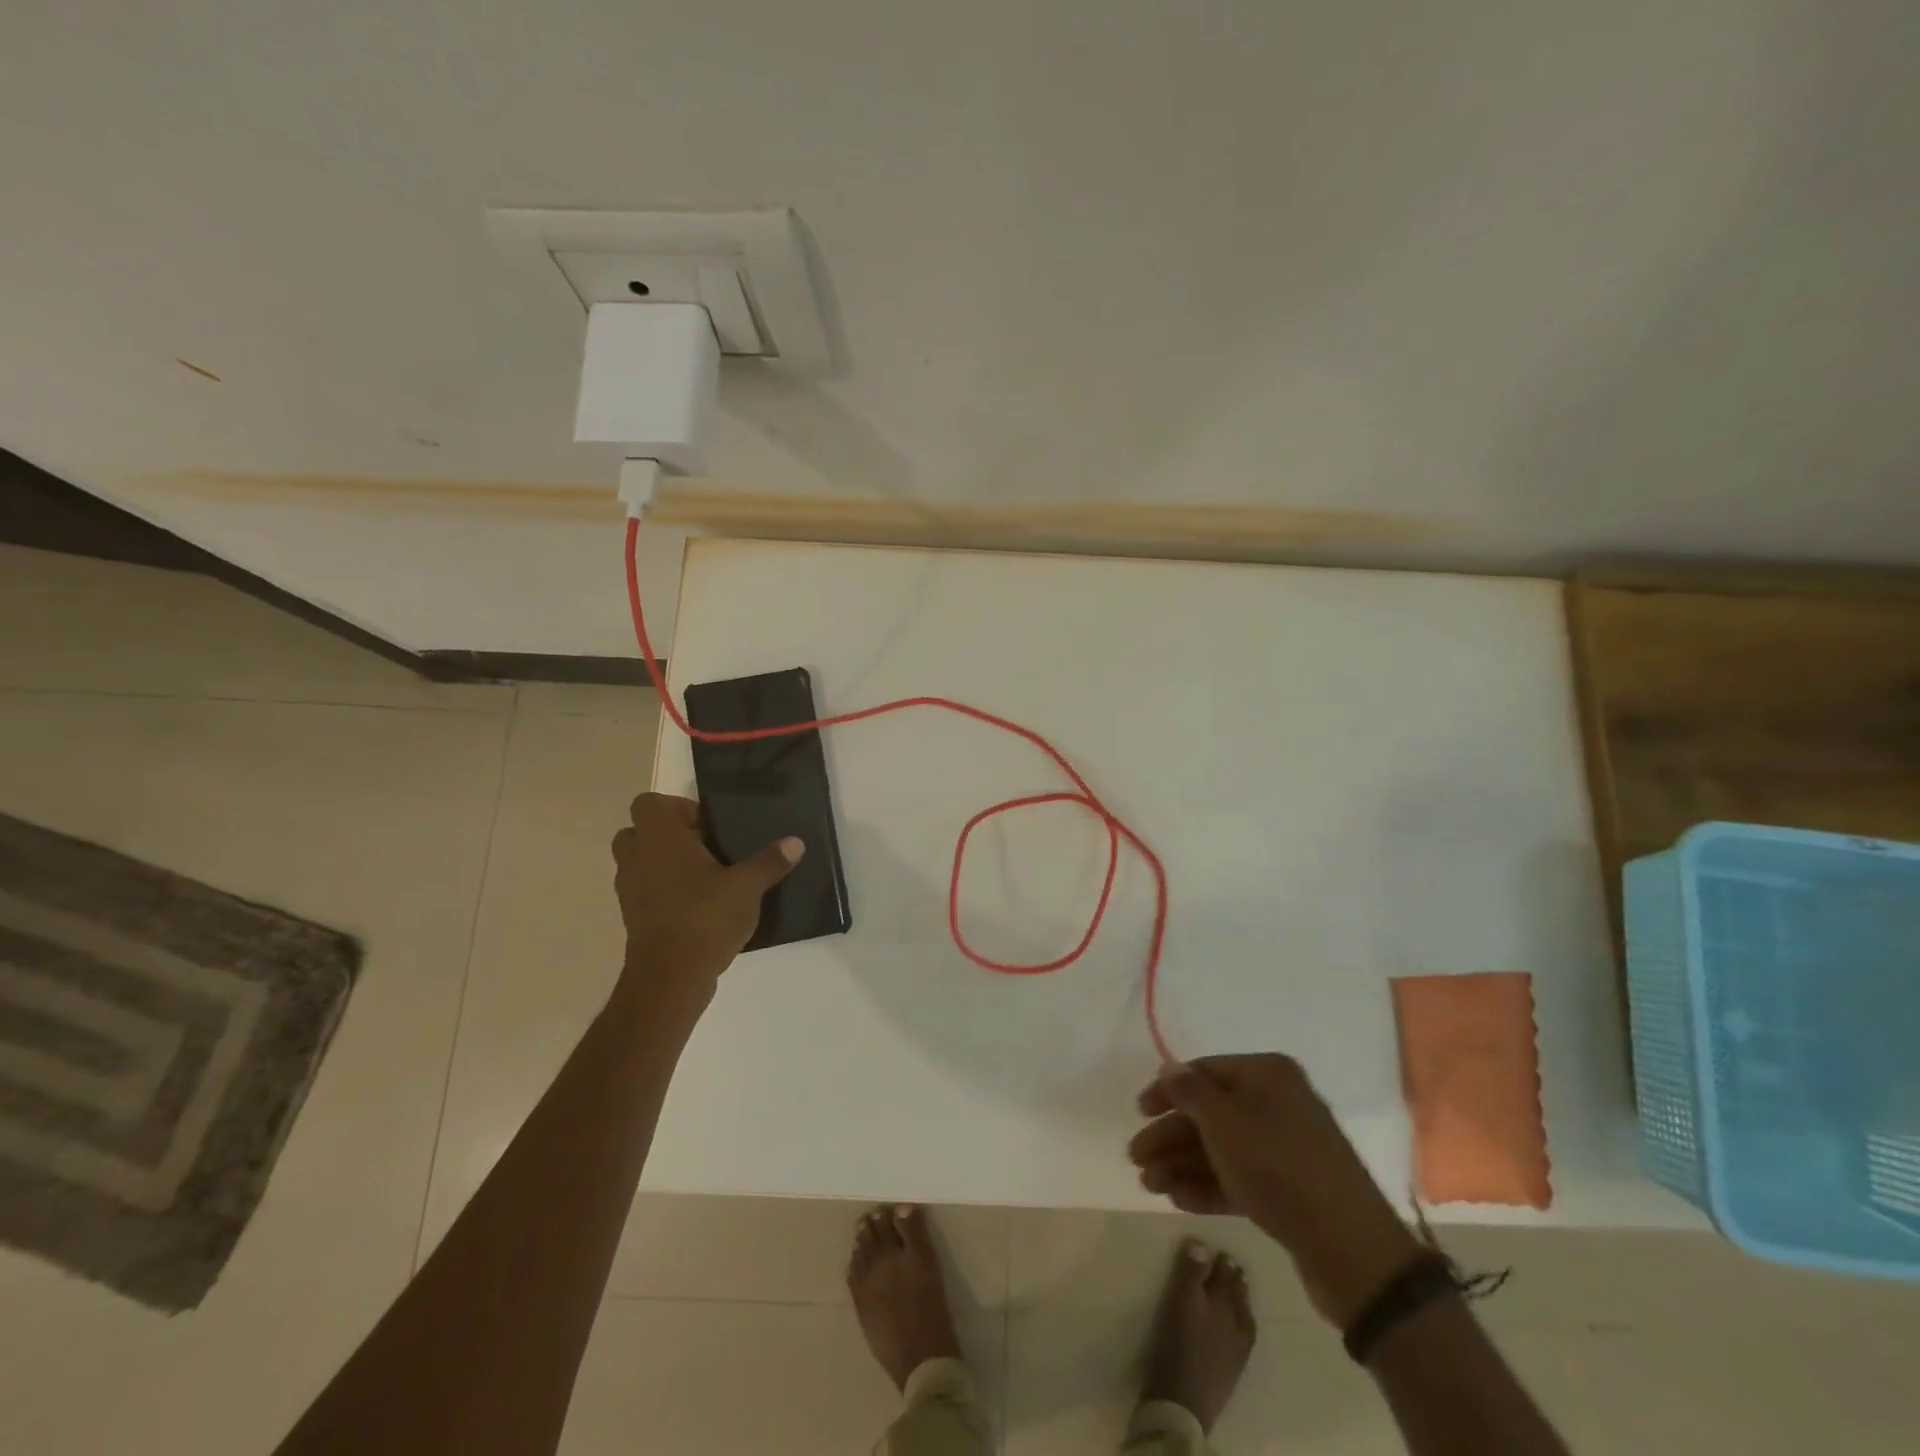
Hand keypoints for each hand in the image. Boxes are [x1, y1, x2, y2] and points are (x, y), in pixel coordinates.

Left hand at [610, 793, 802, 1004]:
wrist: (670, 978)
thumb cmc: (704, 917)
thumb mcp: (747, 886)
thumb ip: (770, 862)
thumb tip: (795, 842)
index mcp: (659, 839)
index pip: (648, 804)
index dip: (676, 808)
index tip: (708, 826)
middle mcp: (637, 859)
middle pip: (638, 832)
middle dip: (667, 836)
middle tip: (705, 847)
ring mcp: (630, 891)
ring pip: (640, 864)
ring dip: (664, 865)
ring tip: (705, 877)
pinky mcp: (634, 919)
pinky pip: (645, 892)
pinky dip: (665, 893)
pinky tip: (700, 905)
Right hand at [1129, 1053, 1423, 1326]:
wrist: (1351, 1248)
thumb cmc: (1278, 1167)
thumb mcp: (1224, 1123)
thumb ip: (1190, 1092)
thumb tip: (1170, 1066)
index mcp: (1267, 1075)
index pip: (1205, 1071)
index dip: (1168, 1090)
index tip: (1139, 1112)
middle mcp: (1278, 1103)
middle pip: (1211, 1113)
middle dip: (1171, 1136)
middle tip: (1136, 1159)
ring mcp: (1286, 1147)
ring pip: (1222, 1148)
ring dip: (1183, 1163)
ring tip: (1150, 1184)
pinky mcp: (1291, 1188)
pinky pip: (1240, 1176)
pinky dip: (1209, 1184)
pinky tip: (1178, 1199)